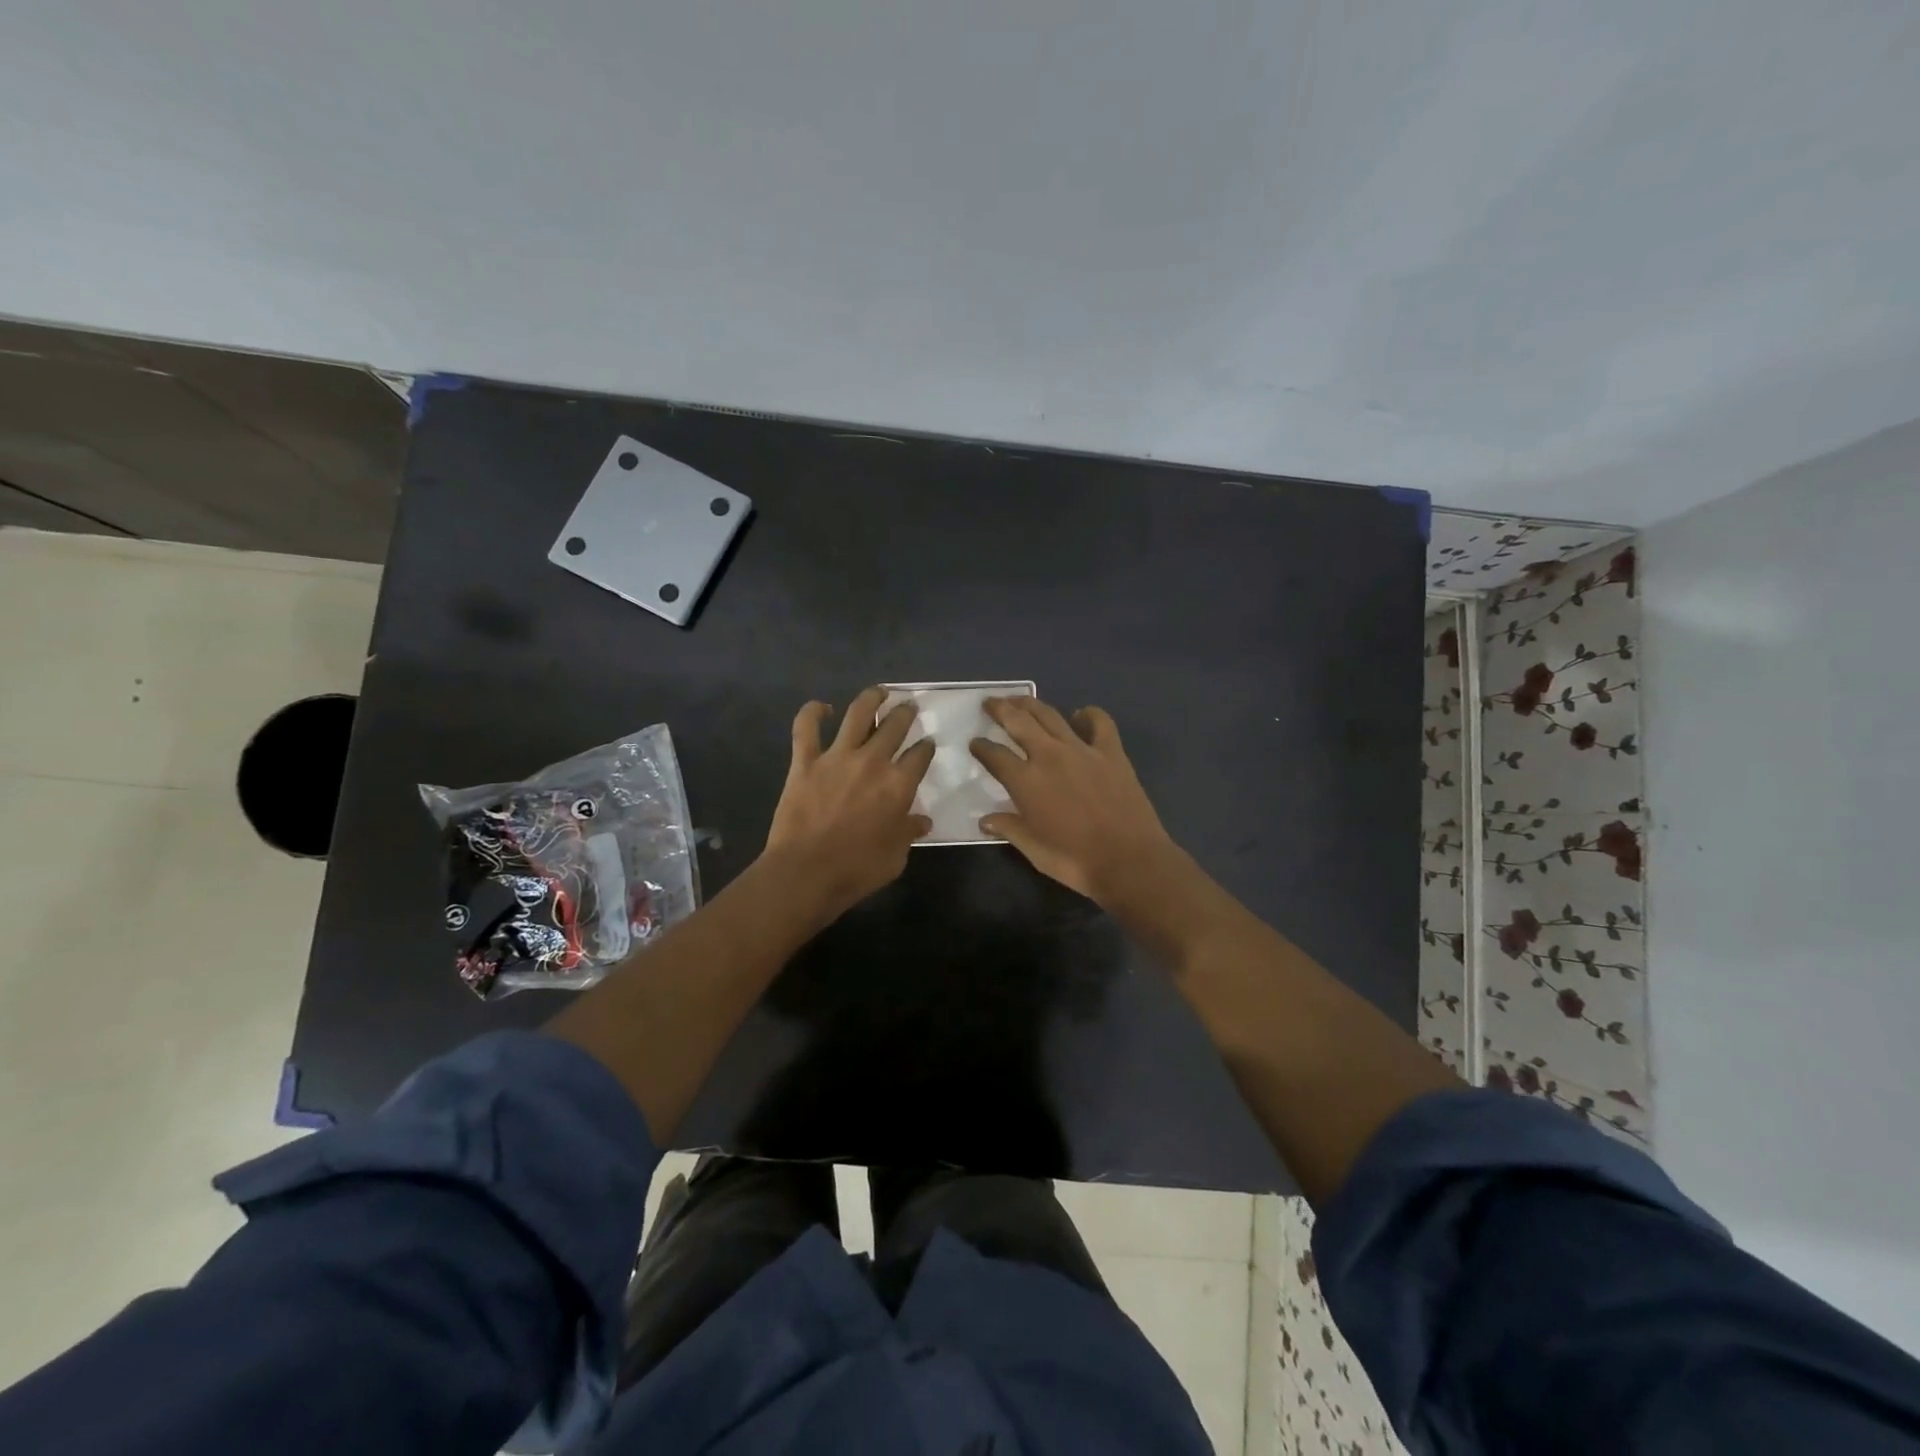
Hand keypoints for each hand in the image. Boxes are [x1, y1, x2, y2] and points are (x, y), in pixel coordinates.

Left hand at [764, 687, 935, 920]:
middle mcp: (872, 761)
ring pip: (858, 713)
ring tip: (879, 692)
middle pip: (895, 726)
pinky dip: (812, 712)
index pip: (920, 755)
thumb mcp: (896, 856)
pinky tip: (821, 707)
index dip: (926, 747)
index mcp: (899, 784)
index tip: (928, 744)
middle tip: (909, 709)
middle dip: (905, 714)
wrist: (806, 873)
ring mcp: (837, 757)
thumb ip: (909, 832)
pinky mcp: (805, 761)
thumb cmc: (858, 870)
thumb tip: (921, 821)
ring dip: (871, 699)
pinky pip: (806, 728)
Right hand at [970, 698, 1177, 903]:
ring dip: (1031, 704)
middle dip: (1000, 709)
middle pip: (1018, 722)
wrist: (1130, 860)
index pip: (995, 756)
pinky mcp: (1111, 752)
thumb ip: (1009, 829)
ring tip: (1020, 700)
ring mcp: (1082, 750)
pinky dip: (1088, 714)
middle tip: (990, 702)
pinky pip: (1099, 722)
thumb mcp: (1034, 850)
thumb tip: (984, 821)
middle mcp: (1049, 756)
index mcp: (1026, 781)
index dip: (981, 748)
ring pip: (1050, 715)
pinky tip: (1081, 715)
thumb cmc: (1076, 861)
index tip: (974, 743)